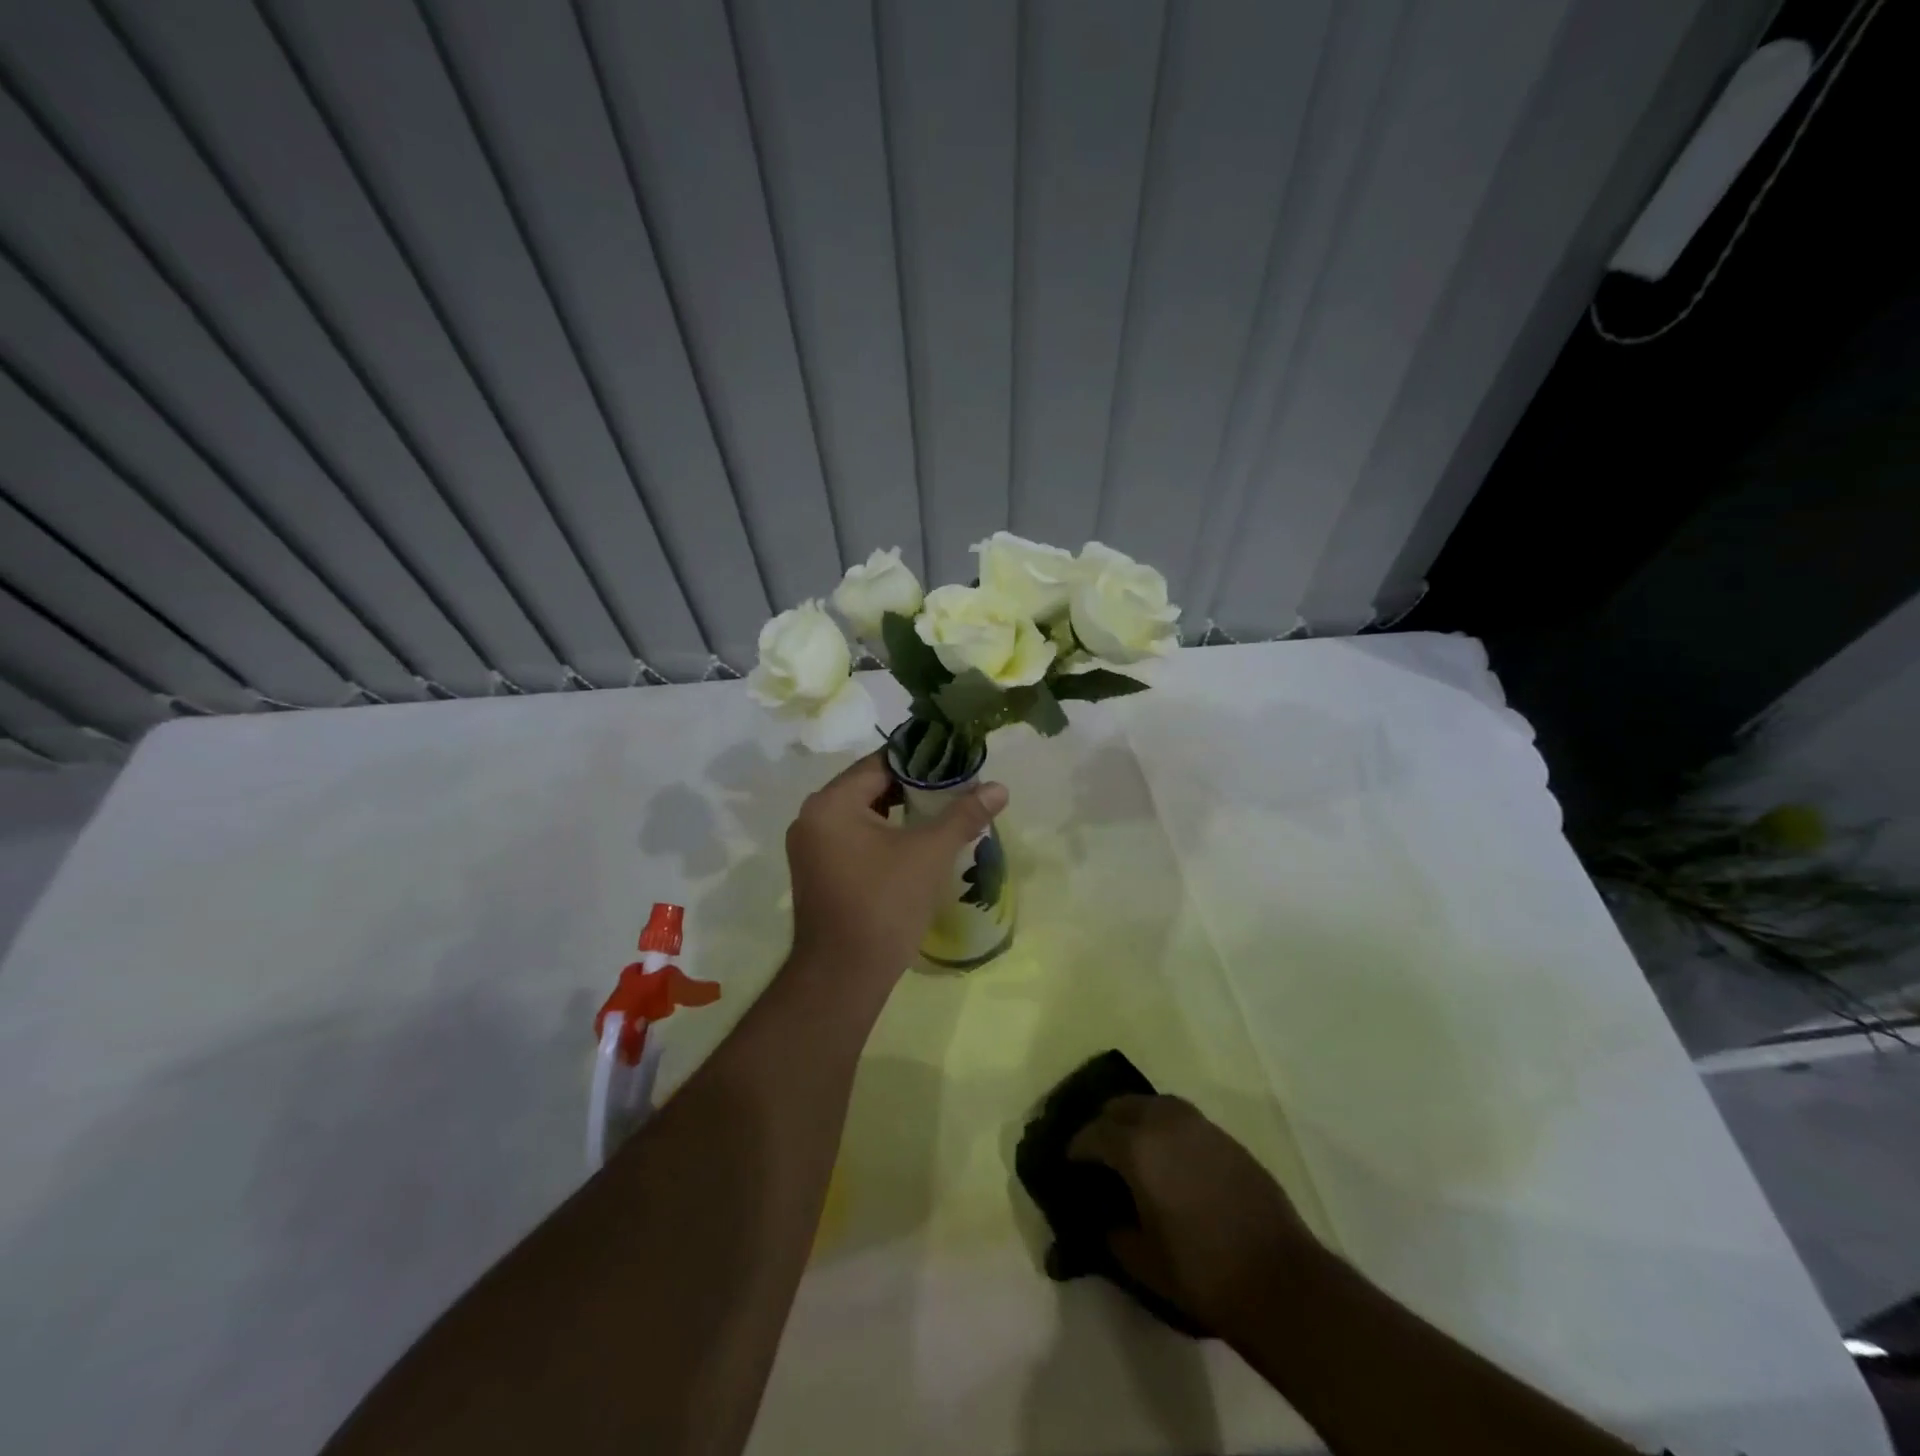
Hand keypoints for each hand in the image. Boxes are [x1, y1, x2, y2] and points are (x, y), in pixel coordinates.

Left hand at [785, 751, 1007, 987]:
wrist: (844, 977)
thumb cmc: (885, 904)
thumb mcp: (930, 853)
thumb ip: (964, 815)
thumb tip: (999, 787)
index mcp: (831, 803)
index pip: (880, 763)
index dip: (921, 761)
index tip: (955, 763)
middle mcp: (812, 817)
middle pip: (869, 786)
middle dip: (912, 787)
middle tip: (954, 788)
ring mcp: (811, 847)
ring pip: (862, 813)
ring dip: (898, 811)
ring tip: (941, 812)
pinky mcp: (817, 871)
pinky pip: (853, 837)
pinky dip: (882, 833)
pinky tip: (914, 842)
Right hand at [1070, 1094, 1322, 1339]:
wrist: (1279, 1279)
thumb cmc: (1201, 1273)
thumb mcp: (1142, 1262)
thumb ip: (1113, 1234)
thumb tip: (1103, 1221)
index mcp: (1136, 1148)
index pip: (1092, 1134)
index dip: (1075, 1148)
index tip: (1068, 1162)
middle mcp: (1164, 1122)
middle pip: (1121, 1106)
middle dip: (1104, 1124)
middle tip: (1097, 1152)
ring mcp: (1198, 1125)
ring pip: (1154, 1104)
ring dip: (1136, 1118)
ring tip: (1131, 1148)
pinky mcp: (1225, 1137)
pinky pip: (1182, 1118)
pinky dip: (1165, 1127)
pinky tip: (1169, 1157)